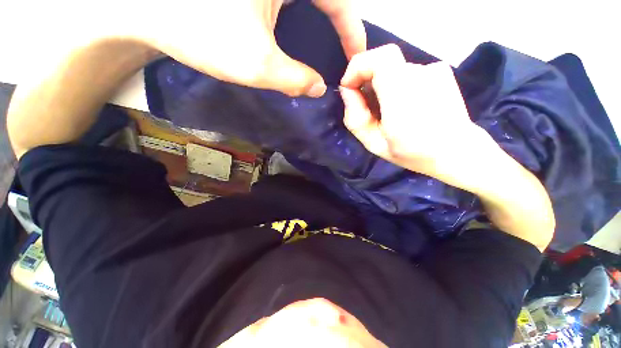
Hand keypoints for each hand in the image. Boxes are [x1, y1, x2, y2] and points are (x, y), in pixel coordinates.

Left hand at [133, 0, 365, 96]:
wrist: (145, 9)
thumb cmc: (199, 29)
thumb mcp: (257, 63)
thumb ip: (295, 78)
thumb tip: (318, 88)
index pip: (338, 0)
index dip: (352, 31)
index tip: (357, 57)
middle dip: (339, 25)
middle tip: (343, 54)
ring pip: (306, 0)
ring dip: (322, 21)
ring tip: (328, 47)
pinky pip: (287, 1)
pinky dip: (300, 17)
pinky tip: (298, 34)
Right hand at [339, 44, 483, 183]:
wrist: (457, 151)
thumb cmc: (413, 153)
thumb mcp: (374, 144)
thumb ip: (355, 118)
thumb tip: (347, 91)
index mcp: (402, 95)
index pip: (378, 58)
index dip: (357, 67)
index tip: (349, 87)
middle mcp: (421, 74)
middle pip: (383, 63)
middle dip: (367, 82)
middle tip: (367, 108)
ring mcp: (434, 70)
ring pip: (394, 71)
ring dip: (383, 87)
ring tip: (389, 112)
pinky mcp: (441, 72)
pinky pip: (408, 74)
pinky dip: (398, 86)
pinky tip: (407, 106)